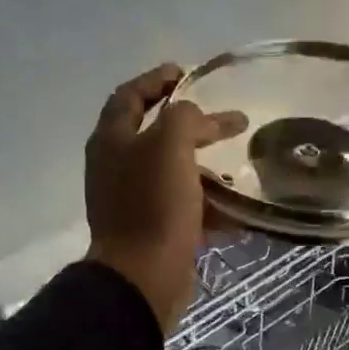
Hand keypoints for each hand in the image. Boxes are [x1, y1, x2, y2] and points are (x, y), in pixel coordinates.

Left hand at [85, 64, 246, 332]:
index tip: (186, 72)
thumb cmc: (154, 205)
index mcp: (112, 141)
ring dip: (204, 169)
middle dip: (191, 127)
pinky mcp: (151, 229)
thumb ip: (185, 118)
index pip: (129, 95)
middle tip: (224, 122)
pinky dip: (208, 206)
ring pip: (172, 174)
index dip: (156, 80)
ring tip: (237, 170)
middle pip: (154, 135)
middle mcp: (116, 167)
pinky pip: (183, 208)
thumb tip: (200, 119)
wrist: (143, 277)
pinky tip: (236, 213)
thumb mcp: (171, 146)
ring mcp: (132, 200)